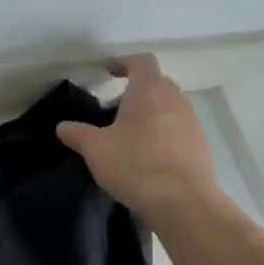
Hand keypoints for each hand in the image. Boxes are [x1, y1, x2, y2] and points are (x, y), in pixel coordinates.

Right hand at [58, 56, 225, 227]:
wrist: (183, 203)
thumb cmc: (135, 165)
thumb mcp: (96, 150)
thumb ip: (78, 134)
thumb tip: (62, 127)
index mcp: (149, 90)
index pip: (141, 61)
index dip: (124, 63)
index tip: (109, 72)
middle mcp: (175, 100)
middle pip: (157, 83)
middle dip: (135, 91)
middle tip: (113, 109)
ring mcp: (192, 123)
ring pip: (169, 107)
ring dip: (150, 114)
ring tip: (129, 136)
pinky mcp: (201, 146)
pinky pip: (178, 130)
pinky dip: (163, 134)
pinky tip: (148, 157)